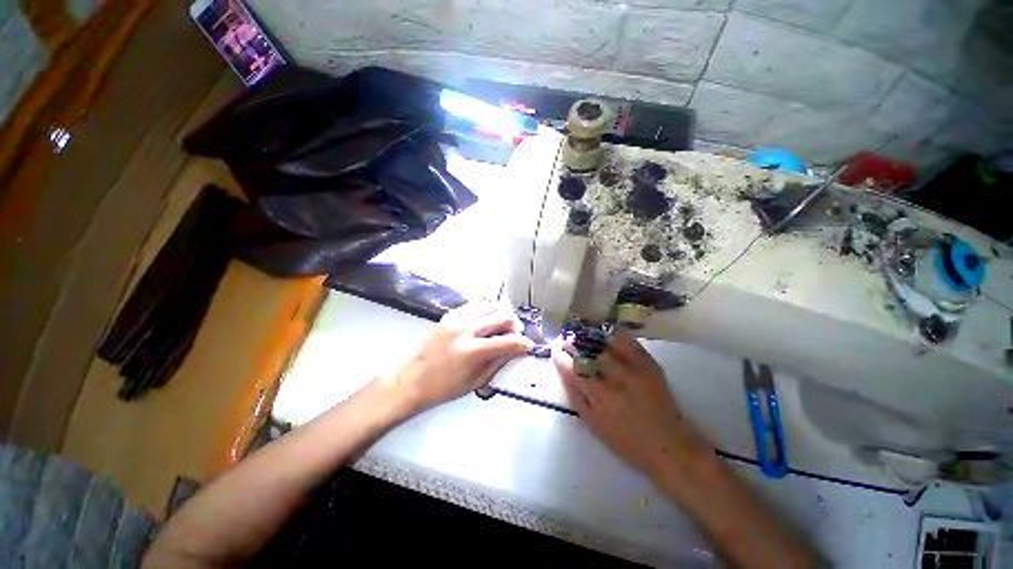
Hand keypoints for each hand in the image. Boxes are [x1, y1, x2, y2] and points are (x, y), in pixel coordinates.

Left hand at [384, 302, 533, 412]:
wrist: (416, 378)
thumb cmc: (446, 386)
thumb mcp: (478, 380)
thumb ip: (500, 361)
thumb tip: (518, 350)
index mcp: (472, 351)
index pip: (508, 341)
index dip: (524, 343)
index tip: (529, 346)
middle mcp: (465, 330)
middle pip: (502, 317)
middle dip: (515, 326)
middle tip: (516, 334)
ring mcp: (456, 319)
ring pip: (490, 306)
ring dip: (502, 315)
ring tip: (503, 326)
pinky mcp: (450, 315)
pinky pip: (476, 305)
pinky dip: (486, 311)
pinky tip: (487, 321)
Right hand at [554, 333, 710, 476]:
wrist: (669, 445)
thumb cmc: (626, 440)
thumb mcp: (593, 423)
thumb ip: (575, 396)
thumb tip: (564, 372)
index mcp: (600, 396)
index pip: (573, 367)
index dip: (561, 355)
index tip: (556, 349)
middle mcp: (616, 378)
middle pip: (590, 350)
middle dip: (575, 342)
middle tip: (568, 340)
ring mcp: (635, 368)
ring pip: (607, 342)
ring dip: (592, 337)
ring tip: (585, 337)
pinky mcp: (649, 364)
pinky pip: (629, 342)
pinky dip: (615, 336)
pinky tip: (608, 338)